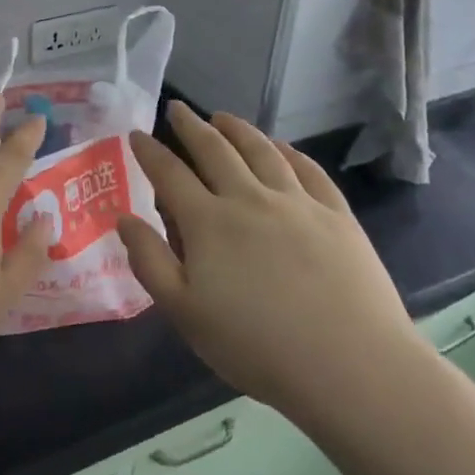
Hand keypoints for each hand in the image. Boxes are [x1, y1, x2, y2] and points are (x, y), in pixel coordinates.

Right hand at [116, 102, 427, 442]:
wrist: (350, 365)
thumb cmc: (256, 346)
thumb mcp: (184, 313)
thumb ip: (149, 261)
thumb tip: (124, 218)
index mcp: (208, 222)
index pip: (169, 174)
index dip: (149, 151)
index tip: (137, 134)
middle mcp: (249, 198)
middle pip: (215, 150)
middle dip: (191, 126)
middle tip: (178, 109)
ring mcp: (297, 202)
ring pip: (262, 151)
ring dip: (238, 129)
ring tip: (223, 117)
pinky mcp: (336, 215)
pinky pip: (309, 170)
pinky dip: (290, 151)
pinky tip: (283, 147)